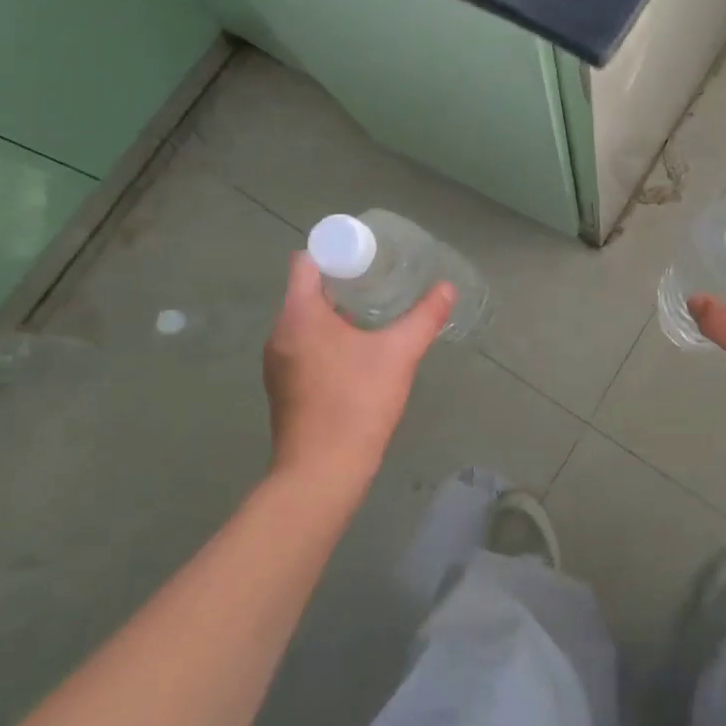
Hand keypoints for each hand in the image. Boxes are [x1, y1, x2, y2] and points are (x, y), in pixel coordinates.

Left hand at [263, 253, 455, 485]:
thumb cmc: (357, 403)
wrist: (322, 473)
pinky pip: (303, 344)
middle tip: (380, 280)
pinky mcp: (283, 386)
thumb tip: (447, 288)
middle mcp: (280, 333)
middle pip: (306, 289)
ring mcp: (277, 362)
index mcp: (299, 315)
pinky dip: (327, 337)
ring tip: (373, 312)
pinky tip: (358, 350)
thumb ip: (424, 317)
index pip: (307, 262)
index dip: (336, 252)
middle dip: (342, 281)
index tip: (367, 256)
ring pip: (305, 319)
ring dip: (335, 311)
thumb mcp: (399, 354)